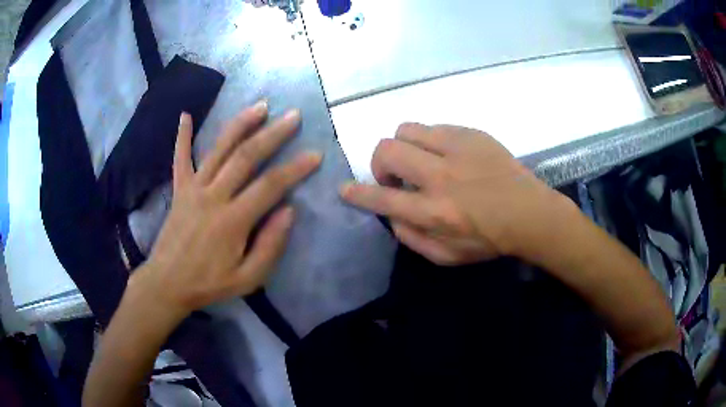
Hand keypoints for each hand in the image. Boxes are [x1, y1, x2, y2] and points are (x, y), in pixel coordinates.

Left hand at [129, 102, 321, 321]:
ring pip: (219, 149)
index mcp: (232, 220)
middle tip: (293, 116)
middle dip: (273, 134)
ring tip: (260, 106)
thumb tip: (289, 211)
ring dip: (240, 124)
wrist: (167, 284)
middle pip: (246, 157)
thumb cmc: (208, 284)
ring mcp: (193, 189)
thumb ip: (269, 246)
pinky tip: (185, 115)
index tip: (315, 154)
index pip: (270, 186)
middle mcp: (213, 196)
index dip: (295, 168)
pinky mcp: (179, 189)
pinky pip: (180, 158)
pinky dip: (182, 135)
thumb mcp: (247, 279)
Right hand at [340, 123, 570, 265]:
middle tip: (395, 177)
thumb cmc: (488, 240)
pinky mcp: (471, 134)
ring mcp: (457, 149)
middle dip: (379, 163)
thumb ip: (411, 238)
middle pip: (387, 151)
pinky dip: (429, 141)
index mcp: (434, 211)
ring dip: (403, 147)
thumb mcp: (446, 256)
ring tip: (419, 161)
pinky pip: (434, 127)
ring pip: (406, 129)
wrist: (529, 213)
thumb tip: (390, 215)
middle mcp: (440, 176)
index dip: (357, 194)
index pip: (382, 198)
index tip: (345, 189)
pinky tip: (445, 155)